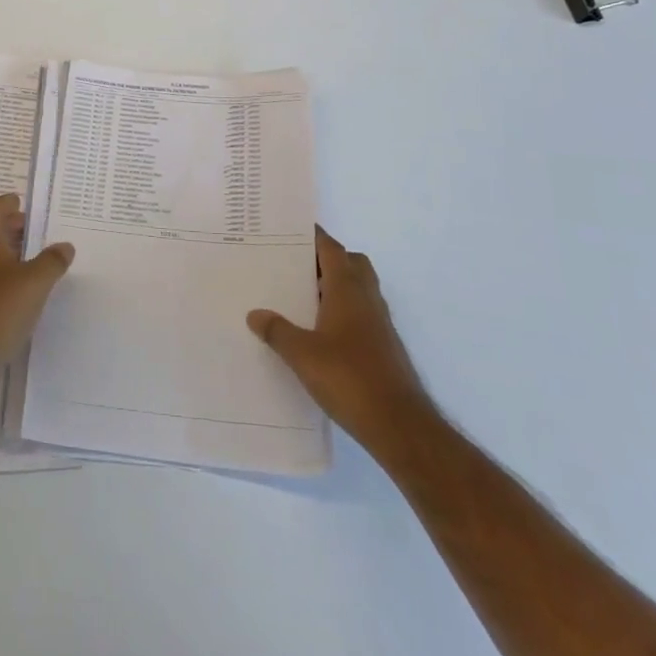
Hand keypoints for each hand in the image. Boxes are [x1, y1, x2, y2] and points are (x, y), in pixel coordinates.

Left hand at [0, 194, 74, 397]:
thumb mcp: (35, 282)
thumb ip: (52, 261)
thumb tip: (65, 245)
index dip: (7, 204)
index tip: (23, 203)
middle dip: (8, 227)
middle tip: (33, 229)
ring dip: (5, 253)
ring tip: (32, 258)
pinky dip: (0, 276)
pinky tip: (19, 289)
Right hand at [248, 227, 430, 445]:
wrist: (399, 426)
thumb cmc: (349, 379)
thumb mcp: (302, 355)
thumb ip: (277, 331)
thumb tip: (255, 314)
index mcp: (347, 290)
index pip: (331, 248)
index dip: (312, 236)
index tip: (289, 229)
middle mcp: (367, 299)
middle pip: (351, 262)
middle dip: (327, 259)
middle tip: (296, 266)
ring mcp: (379, 323)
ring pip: (359, 288)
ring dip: (336, 286)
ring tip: (302, 298)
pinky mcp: (384, 346)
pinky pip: (361, 313)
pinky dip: (343, 311)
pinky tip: (320, 332)